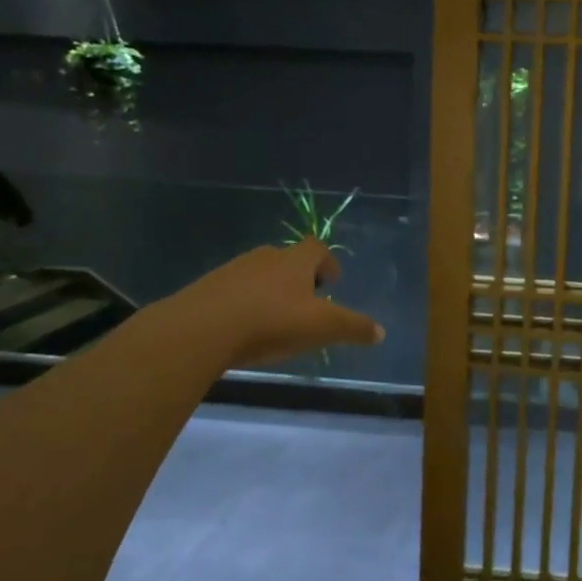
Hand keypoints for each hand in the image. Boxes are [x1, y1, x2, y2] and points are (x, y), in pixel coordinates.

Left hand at [167, 240, 383, 371]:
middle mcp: (265, 257)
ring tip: (274, 320)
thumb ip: (353, 328)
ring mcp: (232, 270)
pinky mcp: (206, 288)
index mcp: (295, 261)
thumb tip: (381, 332)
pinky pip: (232, 291)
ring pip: (258, 274)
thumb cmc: (271, 321)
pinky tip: (242, 330)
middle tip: (305, 303)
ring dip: (269, 291)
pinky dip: (242, 304)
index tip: (331, 282)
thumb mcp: (322, 327)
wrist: (201, 329)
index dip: (327, 262)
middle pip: (287, 259)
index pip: (317, 248)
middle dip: (298, 277)